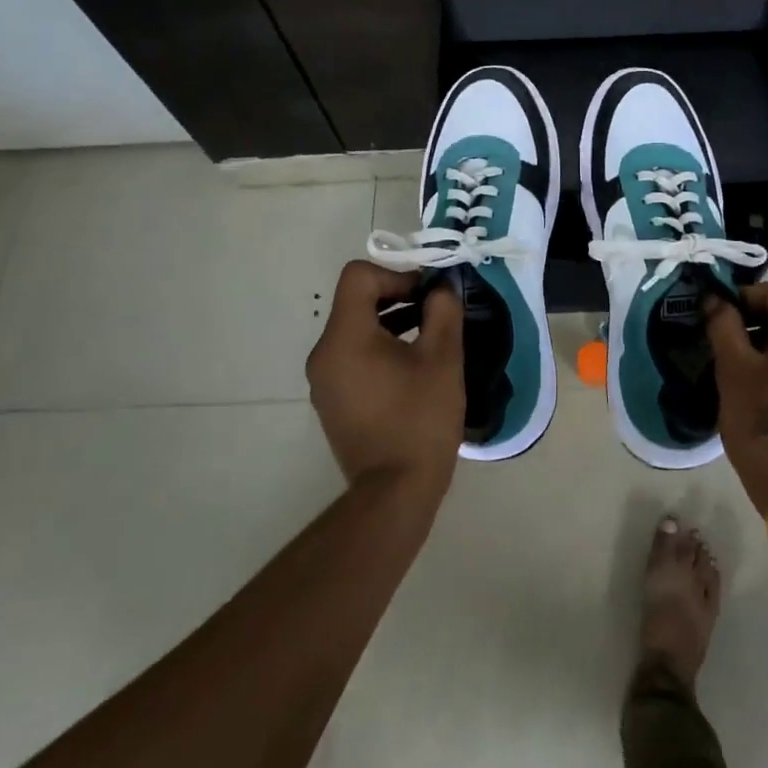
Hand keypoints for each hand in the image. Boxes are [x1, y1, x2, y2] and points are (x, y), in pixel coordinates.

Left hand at [306, 261, 464, 500]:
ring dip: (391, 322)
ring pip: (355, 329)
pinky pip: (353, 356)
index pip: (358, 276)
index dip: (396, 275)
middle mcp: (324, 353)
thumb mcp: (443, 358)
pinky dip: (380, 348)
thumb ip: (443, 310)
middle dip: (398, 297)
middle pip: (356, 301)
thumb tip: (441, 287)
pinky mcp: (332, 400)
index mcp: (345, 337)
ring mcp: (324, 380)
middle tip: (436, 313)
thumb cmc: (420, 419)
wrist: (395, 492)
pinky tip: (412, 369)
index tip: (427, 296)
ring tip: (429, 338)